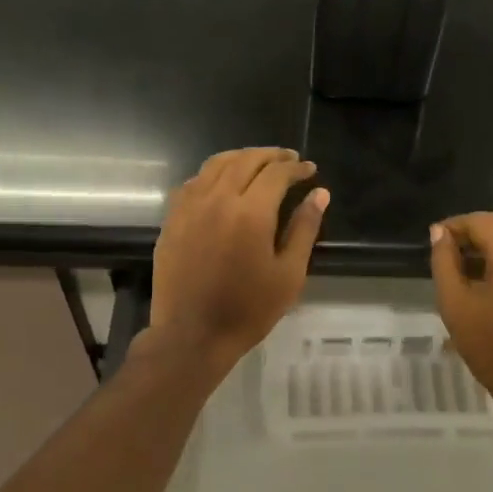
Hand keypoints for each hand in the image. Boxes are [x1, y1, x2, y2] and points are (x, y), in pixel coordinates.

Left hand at [148, 148, 328, 376]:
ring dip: (242, 157)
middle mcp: (217, 198)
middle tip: (289, 160)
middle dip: (271, 156)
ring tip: (259, 163)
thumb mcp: (288, 274)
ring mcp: (189, 206)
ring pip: (216, 164)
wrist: (192, 335)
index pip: (276, 174)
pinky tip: (223, 183)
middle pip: (246, 160)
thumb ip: (304, 229)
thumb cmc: (248, 310)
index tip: (310, 170)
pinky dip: (214, 173)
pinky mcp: (172, 219)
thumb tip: (319, 193)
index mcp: (250, 212)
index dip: (296, 168)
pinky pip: (194, 182)